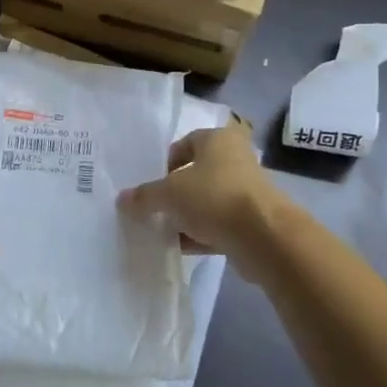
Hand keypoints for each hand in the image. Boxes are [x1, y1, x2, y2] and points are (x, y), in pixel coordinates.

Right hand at [118, 123, 286, 256]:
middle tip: (153, 207)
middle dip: (174, 191)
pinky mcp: (251, 221)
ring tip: (161, 230)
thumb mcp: (170, 193)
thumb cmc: (214, 197)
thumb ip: (145, 196)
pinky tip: (179, 246)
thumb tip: (122, 199)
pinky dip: (200, 233)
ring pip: (207, 200)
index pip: (185, 143)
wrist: (264, 236)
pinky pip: (218, 224)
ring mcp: (246, 191)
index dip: (165, 162)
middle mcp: (235, 159)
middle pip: (197, 173)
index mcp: (218, 139)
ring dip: (186, 215)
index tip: (151, 183)